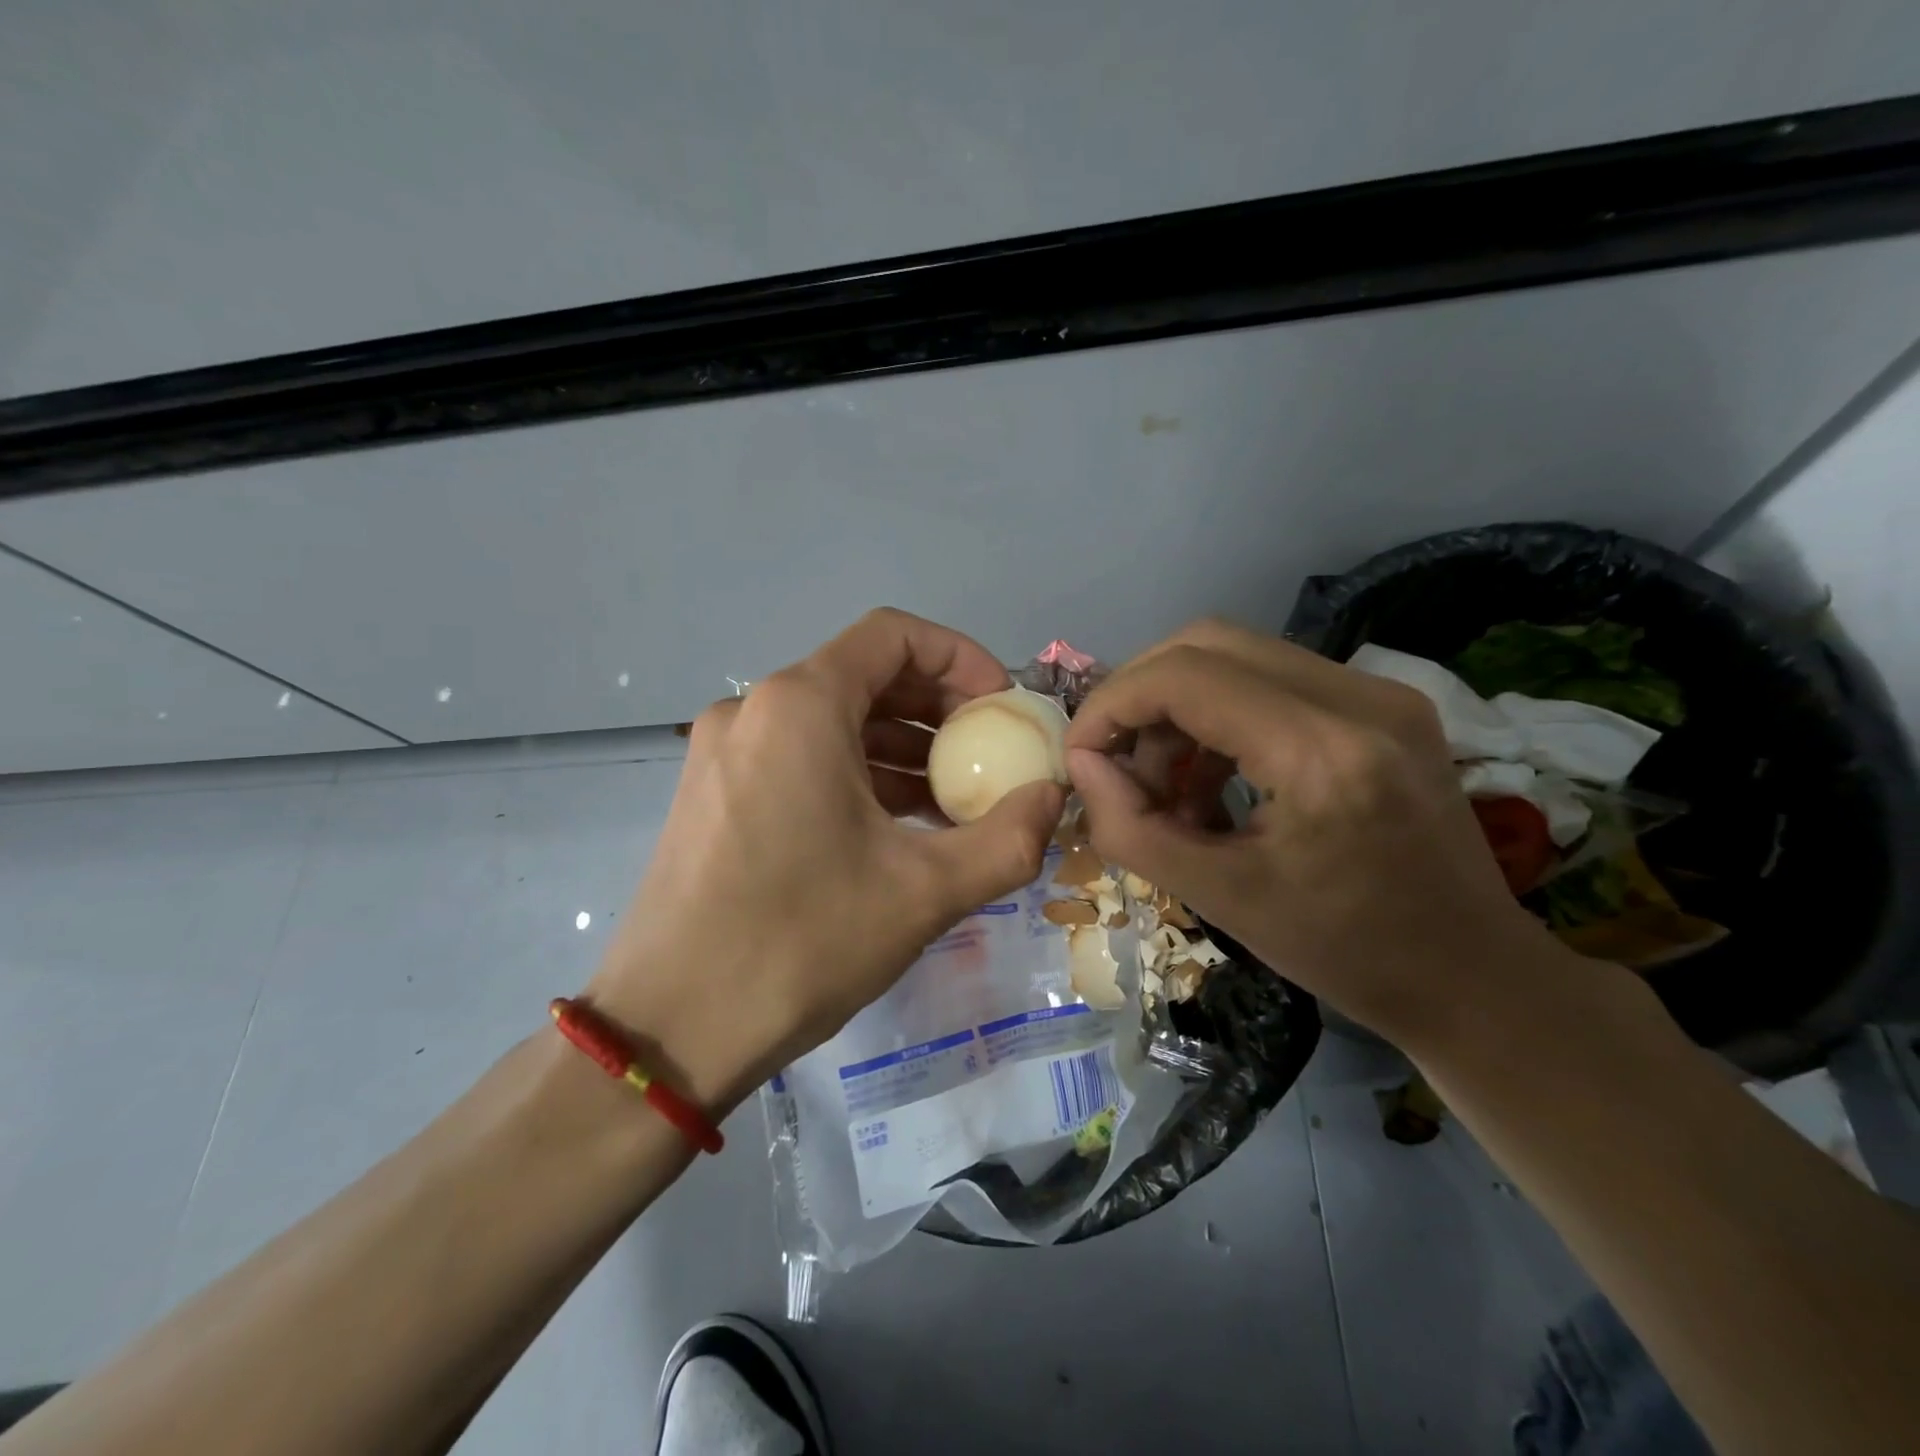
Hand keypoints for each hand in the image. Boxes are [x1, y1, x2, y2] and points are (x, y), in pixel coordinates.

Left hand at [584, 609, 1064, 1113]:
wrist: (669, 1029)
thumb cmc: (800, 943)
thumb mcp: (925, 892)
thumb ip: (1009, 838)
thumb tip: (1056, 798)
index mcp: (800, 705)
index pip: (893, 634)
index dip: (960, 658)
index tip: (1001, 708)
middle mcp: (754, 709)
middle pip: (864, 675)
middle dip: (937, 707)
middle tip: (989, 755)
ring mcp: (725, 751)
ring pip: (832, 721)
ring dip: (899, 747)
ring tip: (954, 799)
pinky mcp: (713, 793)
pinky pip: (799, 757)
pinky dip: (855, 774)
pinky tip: (895, 825)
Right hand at [1064, 619, 1576, 1047]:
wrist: (1473, 975)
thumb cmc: (1345, 953)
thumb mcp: (1220, 900)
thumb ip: (1131, 828)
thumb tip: (1082, 765)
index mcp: (1320, 752)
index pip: (1183, 676)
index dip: (1112, 705)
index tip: (1082, 755)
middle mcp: (1357, 698)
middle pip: (1206, 642)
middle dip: (1140, 695)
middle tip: (1117, 761)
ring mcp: (1379, 692)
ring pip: (1237, 655)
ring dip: (1179, 708)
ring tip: (1166, 784)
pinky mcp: (1383, 704)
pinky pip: (1272, 680)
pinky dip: (1220, 717)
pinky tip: (1212, 780)